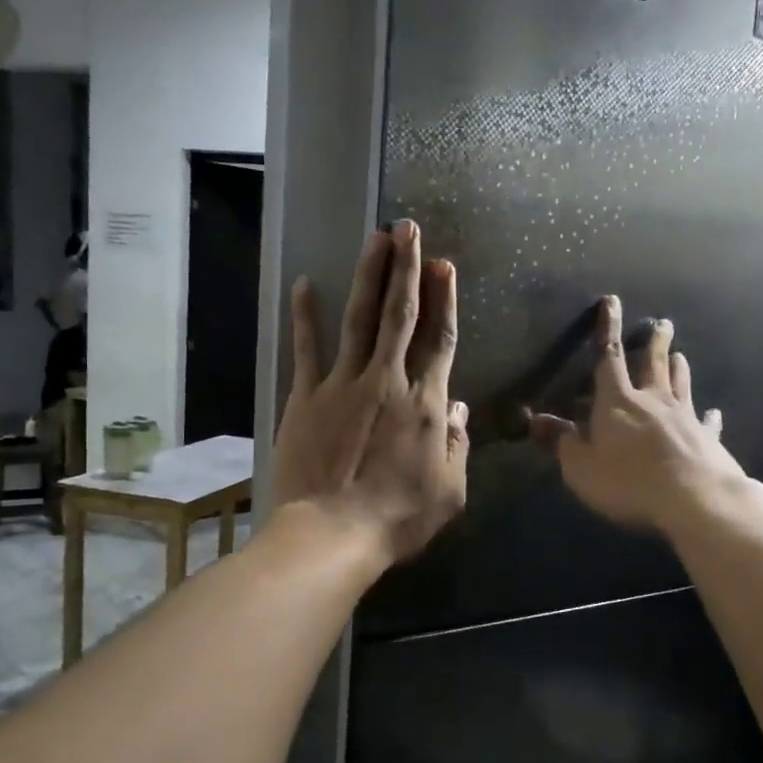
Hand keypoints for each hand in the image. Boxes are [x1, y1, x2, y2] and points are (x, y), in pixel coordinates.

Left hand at [271, 219, 469, 566]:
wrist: (332, 533)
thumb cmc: (397, 518)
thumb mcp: (449, 490)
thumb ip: (457, 444)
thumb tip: (457, 406)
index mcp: (424, 403)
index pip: (440, 340)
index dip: (444, 301)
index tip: (445, 267)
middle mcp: (387, 380)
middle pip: (401, 315)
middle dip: (407, 269)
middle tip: (408, 229)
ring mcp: (343, 384)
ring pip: (360, 319)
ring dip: (370, 276)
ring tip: (375, 238)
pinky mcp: (306, 396)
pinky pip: (307, 349)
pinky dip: (305, 316)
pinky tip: (305, 283)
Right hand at [529, 298, 746, 534]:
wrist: (695, 499)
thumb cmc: (628, 481)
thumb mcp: (581, 467)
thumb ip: (560, 441)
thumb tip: (534, 420)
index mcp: (617, 402)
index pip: (609, 357)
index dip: (608, 329)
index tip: (612, 301)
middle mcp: (653, 400)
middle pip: (653, 364)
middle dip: (655, 342)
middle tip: (663, 323)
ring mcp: (685, 418)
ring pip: (681, 384)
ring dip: (679, 368)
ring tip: (680, 355)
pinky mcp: (708, 439)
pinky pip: (707, 423)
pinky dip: (709, 417)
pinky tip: (714, 413)